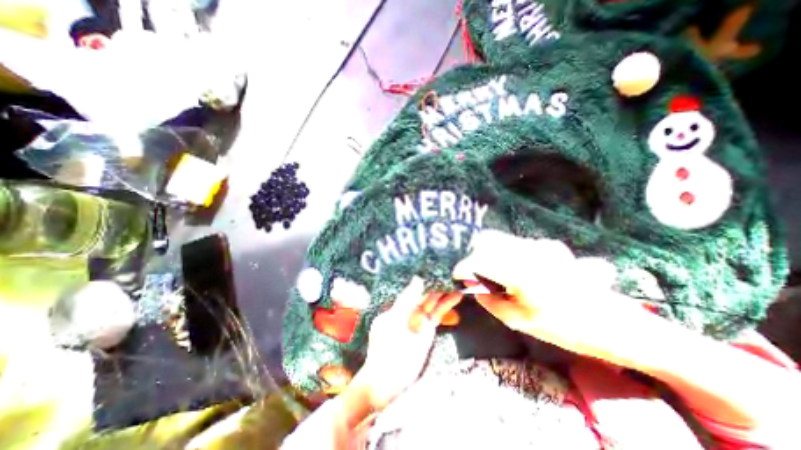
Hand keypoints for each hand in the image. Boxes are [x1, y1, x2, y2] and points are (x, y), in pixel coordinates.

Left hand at [355, 276, 460, 408]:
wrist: (387, 379)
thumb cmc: (385, 347)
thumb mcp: (395, 320)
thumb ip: (407, 299)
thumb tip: (418, 278)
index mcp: (398, 304)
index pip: (413, 286)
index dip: (424, 277)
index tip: (435, 265)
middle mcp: (409, 308)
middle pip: (425, 292)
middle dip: (437, 282)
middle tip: (451, 269)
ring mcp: (420, 318)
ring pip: (434, 301)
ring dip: (445, 291)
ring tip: (458, 280)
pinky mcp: (429, 328)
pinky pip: (439, 313)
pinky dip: (447, 304)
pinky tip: (456, 296)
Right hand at [454, 232, 645, 368]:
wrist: (615, 324)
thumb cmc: (565, 328)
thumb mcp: (519, 320)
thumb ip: (490, 300)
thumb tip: (473, 285)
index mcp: (522, 273)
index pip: (481, 260)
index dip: (463, 266)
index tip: (455, 273)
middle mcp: (530, 252)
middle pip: (488, 240)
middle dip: (473, 254)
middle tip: (471, 272)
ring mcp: (540, 245)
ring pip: (501, 240)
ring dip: (488, 252)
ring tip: (490, 271)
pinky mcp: (547, 245)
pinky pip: (516, 243)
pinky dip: (504, 253)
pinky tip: (511, 269)